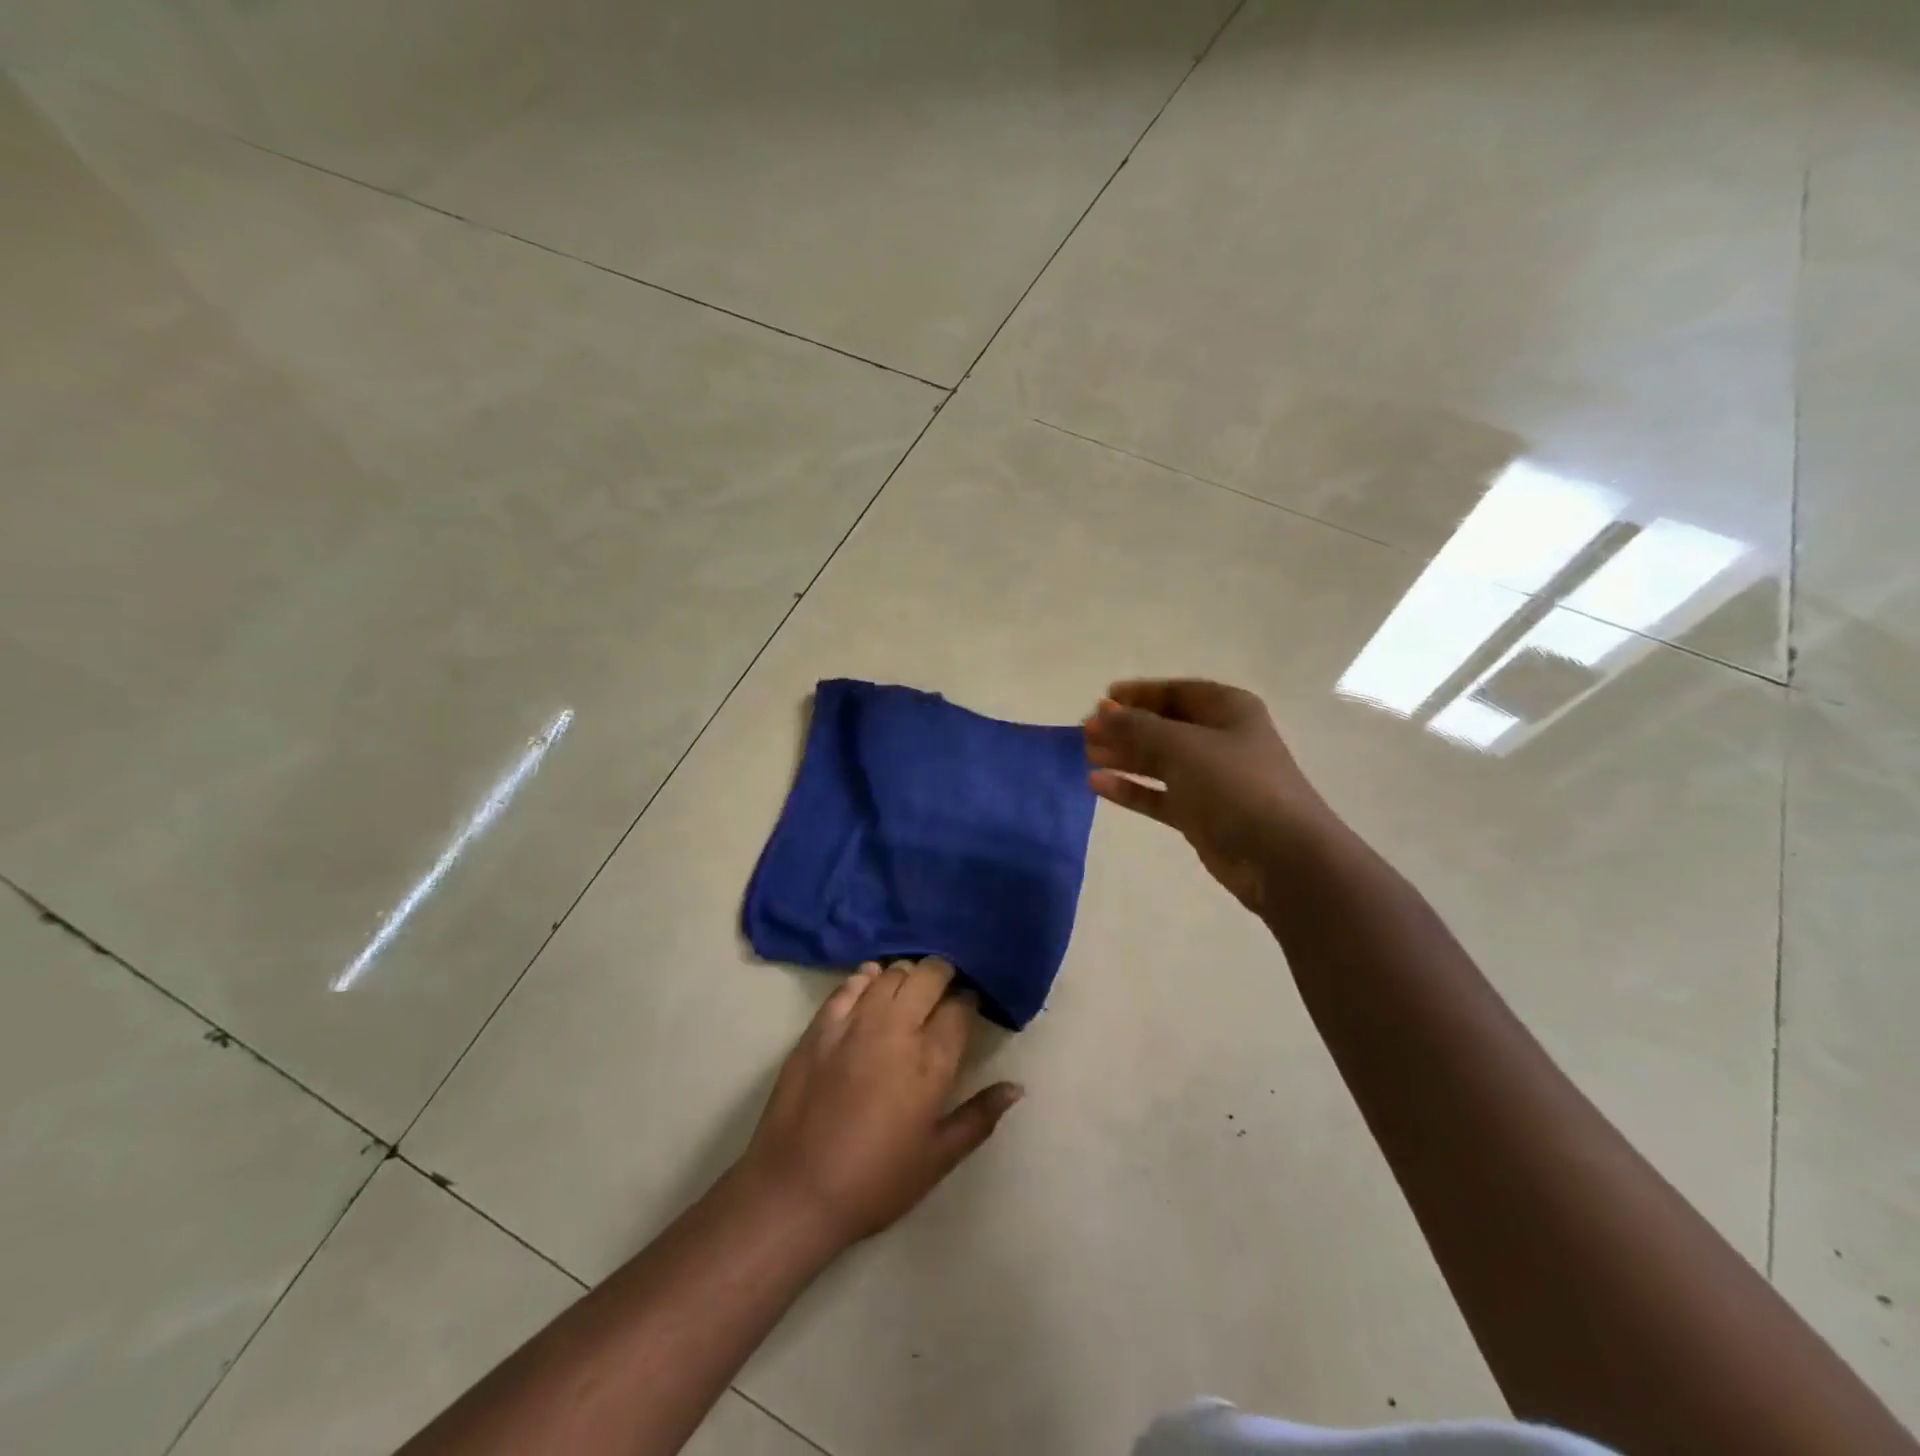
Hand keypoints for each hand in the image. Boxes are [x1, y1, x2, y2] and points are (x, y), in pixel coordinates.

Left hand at [736, 959, 1022, 1247]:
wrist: (796, 1190)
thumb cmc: (876, 1181)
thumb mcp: (938, 1159)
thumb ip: (980, 1117)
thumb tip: (1016, 1087)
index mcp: (931, 1060)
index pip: (961, 1006)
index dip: (970, 1000)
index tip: (970, 1007)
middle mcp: (897, 1028)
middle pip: (929, 974)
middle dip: (943, 974)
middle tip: (943, 992)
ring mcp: (856, 1022)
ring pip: (892, 973)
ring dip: (907, 975)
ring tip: (909, 991)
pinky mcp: (821, 1025)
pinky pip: (850, 983)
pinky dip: (867, 977)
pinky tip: (872, 984)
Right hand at [1083, 678, 1334, 913]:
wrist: (1280, 856)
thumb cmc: (1234, 784)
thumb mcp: (1182, 746)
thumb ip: (1137, 727)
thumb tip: (1102, 713)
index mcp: (1227, 710)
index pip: (1176, 693)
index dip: (1139, 694)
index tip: (1102, 700)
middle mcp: (1220, 740)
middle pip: (1164, 727)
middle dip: (1125, 727)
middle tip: (1086, 732)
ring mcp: (1211, 779)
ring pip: (1158, 762)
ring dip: (1124, 756)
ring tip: (1087, 755)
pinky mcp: (1200, 815)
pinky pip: (1158, 795)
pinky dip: (1131, 789)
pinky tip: (1098, 784)